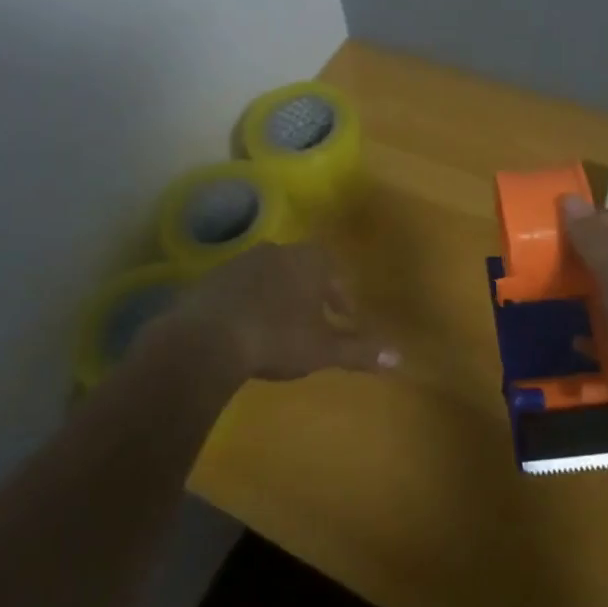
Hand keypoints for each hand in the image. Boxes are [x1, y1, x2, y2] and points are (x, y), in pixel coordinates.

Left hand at [146, 242, 398, 385]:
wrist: (207, 338)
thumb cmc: (277, 337)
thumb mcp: (322, 349)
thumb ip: (359, 349)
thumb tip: (399, 356)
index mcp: (307, 260)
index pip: (332, 268)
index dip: (339, 293)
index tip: (343, 316)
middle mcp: (276, 250)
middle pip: (300, 267)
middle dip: (309, 292)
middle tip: (313, 321)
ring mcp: (240, 261)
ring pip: (269, 274)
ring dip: (277, 295)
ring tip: (279, 326)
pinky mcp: (211, 278)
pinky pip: (239, 287)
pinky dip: (248, 302)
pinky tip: (245, 328)